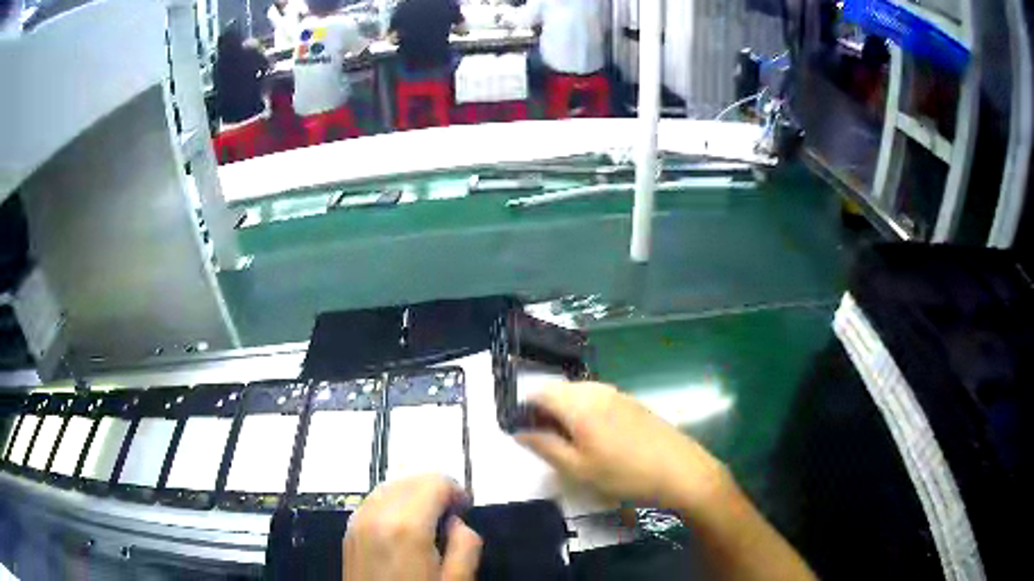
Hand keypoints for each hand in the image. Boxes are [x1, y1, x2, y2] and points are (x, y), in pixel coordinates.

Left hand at [344, 475, 482, 580]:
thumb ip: (466, 545)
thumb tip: (457, 523)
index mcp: (407, 526)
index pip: (435, 482)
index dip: (457, 490)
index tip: (466, 509)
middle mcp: (377, 515)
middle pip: (411, 479)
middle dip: (435, 490)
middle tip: (452, 516)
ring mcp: (358, 522)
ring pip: (390, 487)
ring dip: (413, 495)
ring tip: (430, 522)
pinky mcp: (350, 532)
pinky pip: (374, 501)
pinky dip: (393, 503)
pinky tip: (404, 527)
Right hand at [516, 382, 731, 513]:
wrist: (681, 471)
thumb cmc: (624, 473)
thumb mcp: (577, 468)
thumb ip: (544, 446)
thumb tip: (519, 432)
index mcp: (579, 402)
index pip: (538, 392)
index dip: (524, 410)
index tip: (523, 433)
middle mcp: (597, 389)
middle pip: (558, 391)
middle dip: (545, 412)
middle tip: (546, 444)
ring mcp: (618, 393)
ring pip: (578, 395)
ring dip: (566, 414)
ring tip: (570, 445)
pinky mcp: (632, 402)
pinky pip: (598, 400)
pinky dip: (586, 414)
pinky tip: (596, 440)